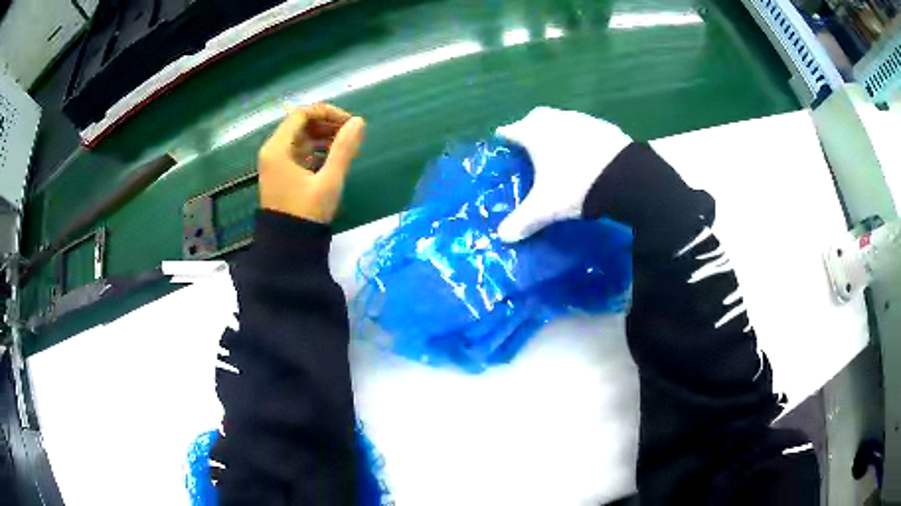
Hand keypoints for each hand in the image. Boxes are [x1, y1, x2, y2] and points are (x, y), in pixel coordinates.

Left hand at [258, 103, 365, 223]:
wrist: (289, 246)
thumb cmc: (306, 212)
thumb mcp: (329, 180)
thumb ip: (344, 149)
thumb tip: (359, 122)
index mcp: (278, 148)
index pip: (302, 114)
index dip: (327, 112)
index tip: (349, 123)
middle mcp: (273, 151)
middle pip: (301, 124)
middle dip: (327, 124)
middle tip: (351, 133)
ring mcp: (276, 163)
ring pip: (301, 138)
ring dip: (323, 136)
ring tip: (346, 145)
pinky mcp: (282, 174)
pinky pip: (299, 152)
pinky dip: (316, 149)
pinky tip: (333, 157)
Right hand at [495, 107, 630, 241]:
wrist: (626, 178)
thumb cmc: (576, 187)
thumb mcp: (546, 208)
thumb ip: (522, 221)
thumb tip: (503, 236)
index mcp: (536, 134)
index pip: (512, 130)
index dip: (505, 135)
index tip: (502, 140)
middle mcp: (556, 121)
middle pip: (537, 118)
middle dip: (531, 127)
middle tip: (530, 145)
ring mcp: (582, 120)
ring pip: (563, 120)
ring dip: (558, 130)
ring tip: (560, 150)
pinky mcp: (605, 127)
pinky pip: (587, 128)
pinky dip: (581, 137)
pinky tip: (587, 153)